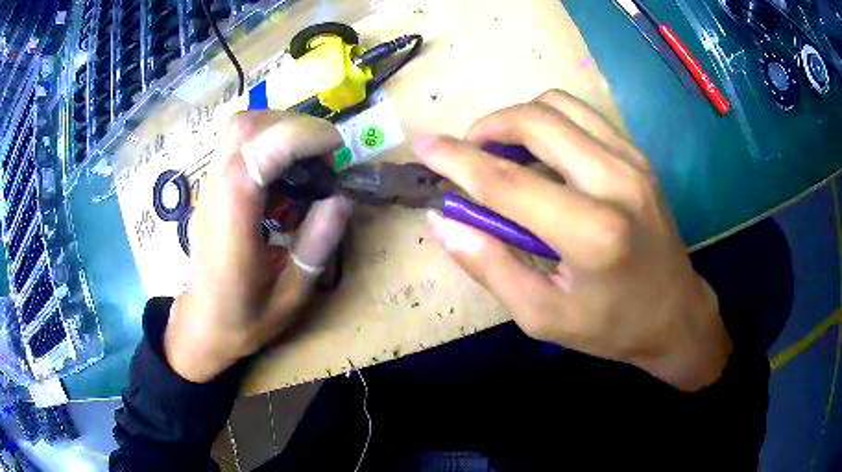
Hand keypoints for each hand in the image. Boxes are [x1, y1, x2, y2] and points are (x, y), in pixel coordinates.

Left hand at [165, 111, 353, 382]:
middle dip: (293, 126)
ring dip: (281, 131)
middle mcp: (215, 196)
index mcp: (232, 228)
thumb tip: (343, 197)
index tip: (335, 150)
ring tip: (306, 165)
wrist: (201, 325)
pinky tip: (285, 180)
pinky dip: (270, 145)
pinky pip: (239, 145)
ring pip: (239, 129)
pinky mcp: (213, 187)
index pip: (255, 157)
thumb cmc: (243, 319)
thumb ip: (316, 245)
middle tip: (322, 157)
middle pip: (243, 127)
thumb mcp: (291, 295)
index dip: (299, 138)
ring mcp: (209, 188)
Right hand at [414, 90, 731, 391]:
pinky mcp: (638, 155)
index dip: (456, 160)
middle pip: (535, 120)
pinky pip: (582, 116)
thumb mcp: (542, 315)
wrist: (676, 315)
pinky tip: (543, 155)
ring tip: (504, 152)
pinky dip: (549, 122)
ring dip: (519, 119)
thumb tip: (444, 220)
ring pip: (558, 105)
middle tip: (469, 155)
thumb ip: (489, 265)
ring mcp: (632, 161)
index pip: (506, 181)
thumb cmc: (611, 327)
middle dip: (487, 128)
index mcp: (591, 233)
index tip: (423, 147)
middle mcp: (616, 181)